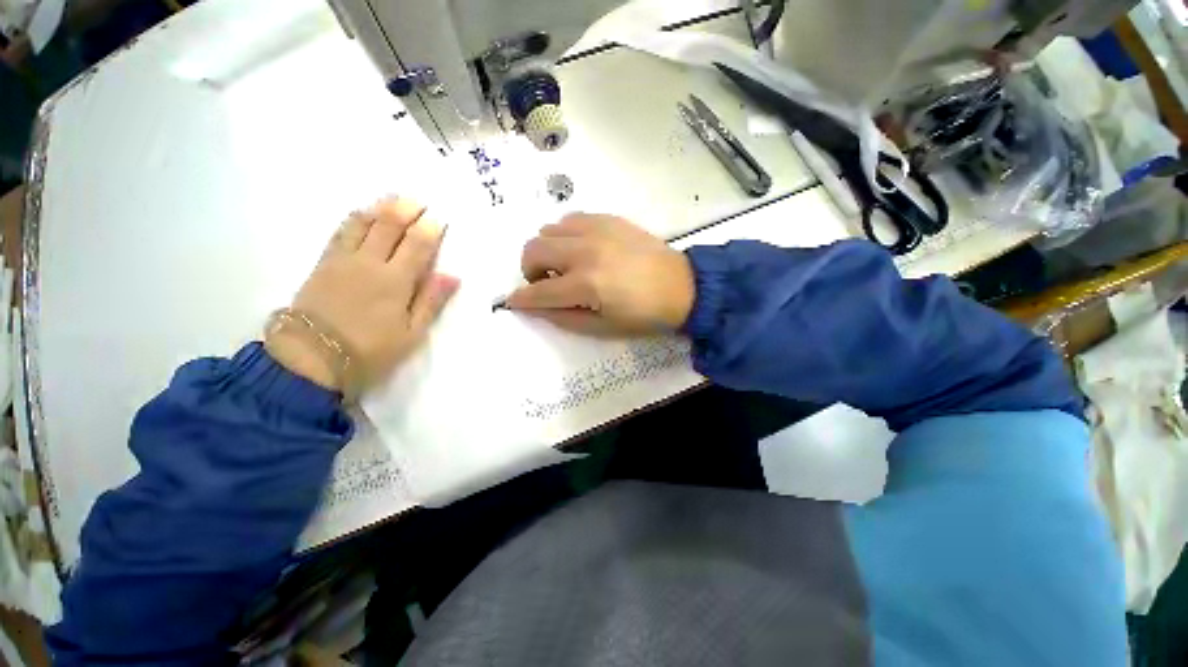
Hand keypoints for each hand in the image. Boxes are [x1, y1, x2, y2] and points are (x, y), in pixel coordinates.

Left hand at [265, 197, 458, 391]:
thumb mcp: (411, 333)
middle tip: (418, 200)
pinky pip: (341, 232)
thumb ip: (431, 301)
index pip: (417, 245)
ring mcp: (342, 260)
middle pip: (389, 227)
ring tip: (393, 198)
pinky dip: (355, 218)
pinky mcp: (323, 264)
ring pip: (362, 224)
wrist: (310, 359)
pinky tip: (362, 213)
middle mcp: (369, 262)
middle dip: (406, 210)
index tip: (440, 218)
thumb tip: (452, 276)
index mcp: (395, 281)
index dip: (430, 229)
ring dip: (380, 208)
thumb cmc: (371, 350)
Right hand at [505, 214, 694, 335]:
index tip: (513, 301)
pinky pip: (570, 219)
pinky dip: (565, 235)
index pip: (539, 291)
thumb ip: (563, 318)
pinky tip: (581, 248)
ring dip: (547, 250)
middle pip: (534, 250)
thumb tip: (534, 307)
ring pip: (548, 229)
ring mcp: (597, 230)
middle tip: (547, 283)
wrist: (682, 287)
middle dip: (530, 271)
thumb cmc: (643, 315)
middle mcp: (586, 251)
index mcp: (587, 285)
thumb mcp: (602, 328)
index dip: (521, 299)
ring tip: (565, 265)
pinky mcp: (608, 218)